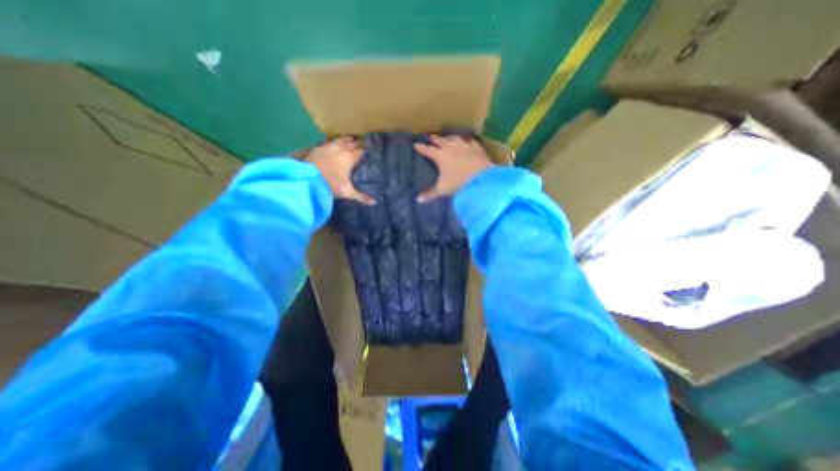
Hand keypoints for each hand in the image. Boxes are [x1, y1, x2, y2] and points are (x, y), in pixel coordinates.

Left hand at [305, 135, 373, 204]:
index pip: (361, 151)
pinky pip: (329, 142)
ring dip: (347, 140)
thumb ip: (361, 197)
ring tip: (352, 139)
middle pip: (352, 144)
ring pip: (341, 140)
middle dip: (358, 144)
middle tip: (364, 142)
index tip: (371, 149)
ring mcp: (328, 147)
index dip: (366, 150)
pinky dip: (335, 142)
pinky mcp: (318, 148)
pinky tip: (334, 143)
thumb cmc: (330, 185)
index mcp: (349, 158)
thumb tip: (374, 203)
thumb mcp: (347, 192)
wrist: (307, 179)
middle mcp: (340, 150)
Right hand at [415, 135, 493, 201]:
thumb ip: (430, 194)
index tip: (416, 145)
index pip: (428, 150)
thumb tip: (418, 200)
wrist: (482, 178)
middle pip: (440, 141)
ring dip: (449, 138)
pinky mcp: (476, 148)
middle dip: (434, 139)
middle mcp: (451, 148)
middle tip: (430, 137)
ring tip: (446, 137)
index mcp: (440, 156)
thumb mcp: (443, 190)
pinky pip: (469, 141)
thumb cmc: (459, 183)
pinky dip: (466, 140)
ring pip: (454, 139)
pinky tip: (466, 140)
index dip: (421, 148)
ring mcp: (464, 146)